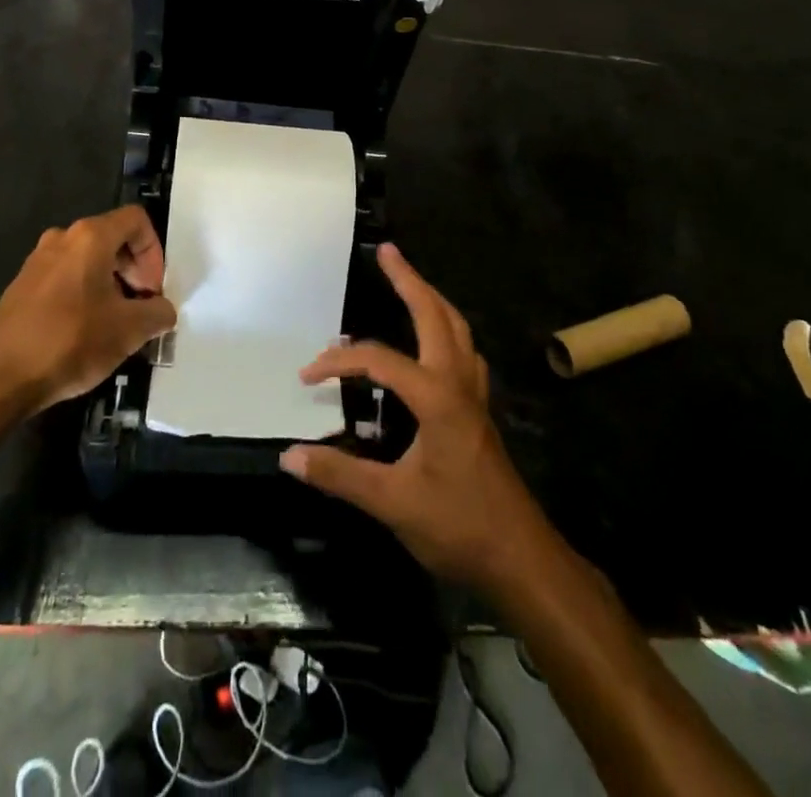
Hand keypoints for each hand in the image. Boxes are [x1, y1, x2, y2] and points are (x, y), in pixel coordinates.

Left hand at [0, 205, 176, 414]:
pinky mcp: (21, 286)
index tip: (153, 291)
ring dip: (111, 285)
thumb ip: (158, 313)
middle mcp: (62, 238)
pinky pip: (66, 278)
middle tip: (141, 308)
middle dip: (135, 271)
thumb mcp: (129, 330)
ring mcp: (37, 261)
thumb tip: (163, 310)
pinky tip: (85, 332)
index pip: (136, 221)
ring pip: (88, 260)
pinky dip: (85, 294)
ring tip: (116, 324)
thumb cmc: (69, 342)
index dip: (154, 252)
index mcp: (90, 237)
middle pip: (113, 238)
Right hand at [280, 244, 549, 593]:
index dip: (339, 363)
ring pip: (457, 329)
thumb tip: (289, 455)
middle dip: (409, 280)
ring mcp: (474, 395)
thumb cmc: (458, 525)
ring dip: (432, 301)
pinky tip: (435, 344)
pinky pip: (463, 352)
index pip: (379, 361)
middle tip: (387, 252)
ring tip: (410, 283)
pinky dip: (446, 332)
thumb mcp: (392, 502)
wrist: (521, 558)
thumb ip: (340, 475)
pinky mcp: (479, 411)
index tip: (307, 375)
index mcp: (436, 396)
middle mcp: (458, 382)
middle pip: (435, 315)